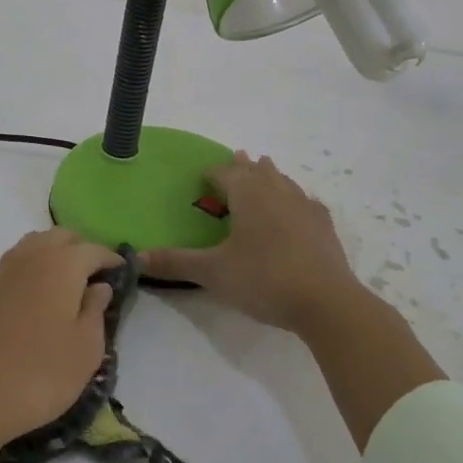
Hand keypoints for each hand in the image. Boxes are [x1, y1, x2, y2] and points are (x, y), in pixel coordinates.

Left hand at [0, 229, 122, 448]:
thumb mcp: (86, 348)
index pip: (94, 250)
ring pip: (38, 244)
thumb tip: (99, 286)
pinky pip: (20, 262)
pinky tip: (43, 296)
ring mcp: (6, 270)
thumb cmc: (41, 372)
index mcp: (63, 263)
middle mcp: (33, 255)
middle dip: (82, 250)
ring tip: (70, 285)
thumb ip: (96, 310)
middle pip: (62, 237)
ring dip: (56, 254)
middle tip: (97, 278)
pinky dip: (36, 267)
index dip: (111, 260)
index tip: (124, 274)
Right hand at [143, 152, 358, 332]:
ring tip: (265, 170)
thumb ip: (175, 263)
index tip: (204, 176)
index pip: (225, 172)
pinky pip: (306, 202)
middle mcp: (277, 191)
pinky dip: (296, 199)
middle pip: (257, 170)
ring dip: (270, 175)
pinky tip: (300, 207)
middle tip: (237, 160)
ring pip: (283, 181)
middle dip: (244, 166)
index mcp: (248, 195)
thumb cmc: (264, 279)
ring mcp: (304, 206)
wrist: (326, 302)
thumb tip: (136, 258)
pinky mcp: (324, 226)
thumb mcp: (213, 273)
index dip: (213, 172)